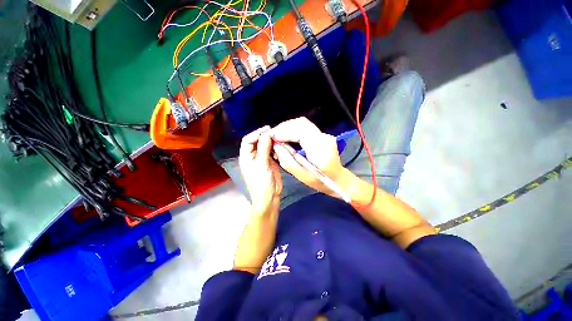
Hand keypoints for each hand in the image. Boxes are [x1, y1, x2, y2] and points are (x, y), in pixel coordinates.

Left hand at [239, 126, 282, 213]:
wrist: (269, 197)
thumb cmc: (262, 183)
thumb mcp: (262, 165)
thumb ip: (264, 149)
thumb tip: (266, 134)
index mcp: (246, 156)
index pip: (248, 140)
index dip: (256, 133)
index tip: (268, 129)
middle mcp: (252, 156)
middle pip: (256, 141)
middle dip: (264, 136)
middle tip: (275, 132)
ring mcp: (261, 159)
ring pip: (264, 146)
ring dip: (271, 142)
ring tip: (279, 138)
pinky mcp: (269, 162)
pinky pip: (271, 151)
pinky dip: (275, 148)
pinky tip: (280, 147)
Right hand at [270, 117, 351, 196]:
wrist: (338, 179)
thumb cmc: (321, 181)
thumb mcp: (302, 176)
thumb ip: (288, 161)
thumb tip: (276, 146)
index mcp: (320, 150)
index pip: (301, 131)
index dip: (285, 131)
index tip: (272, 137)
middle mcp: (324, 138)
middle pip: (302, 123)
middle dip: (284, 127)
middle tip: (273, 136)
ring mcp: (324, 135)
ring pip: (303, 123)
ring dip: (288, 127)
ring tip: (278, 136)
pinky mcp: (322, 135)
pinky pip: (305, 127)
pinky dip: (293, 129)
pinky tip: (287, 136)